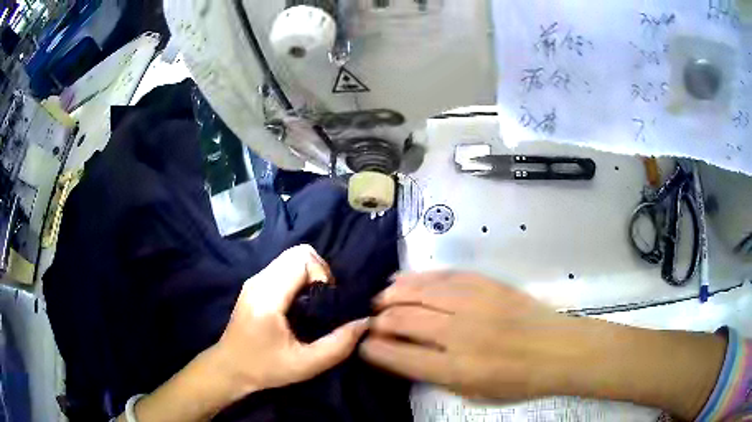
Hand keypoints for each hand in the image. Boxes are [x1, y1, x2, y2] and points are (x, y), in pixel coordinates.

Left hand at [212, 245, 368, 397]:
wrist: (230, 368)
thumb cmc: (266, 368)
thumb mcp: (307, 365)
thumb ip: (339, 345)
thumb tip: (364, 322)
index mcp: (268, 297)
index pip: (301, 260)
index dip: (322, 274)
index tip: (327, 301)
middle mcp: (259, 281)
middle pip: (297, 252)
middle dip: (319, 270)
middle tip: (324, 300)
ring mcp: (254, 280)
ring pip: (290, 257)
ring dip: (310, 273)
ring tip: (314, 302)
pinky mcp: (255, 284)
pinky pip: (283, 266)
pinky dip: (299, 276)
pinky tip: (300, 303)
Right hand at [359, 272, 725, 419]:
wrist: (560, 349)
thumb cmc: (519, 381)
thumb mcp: (475, 395)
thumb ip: (438, 377)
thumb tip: (405, 359)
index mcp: (457, 369)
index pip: (400, 356)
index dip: (373, 350)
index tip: (362, 346)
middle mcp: (460, 334)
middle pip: (404, 320)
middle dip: (379, 321)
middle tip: (369, 322)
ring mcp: (474, 304)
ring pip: (419, 292)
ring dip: (393, 294)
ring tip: (381, 299)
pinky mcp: (486, 284)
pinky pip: (444, 276)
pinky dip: (419, 278)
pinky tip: (405, 280)